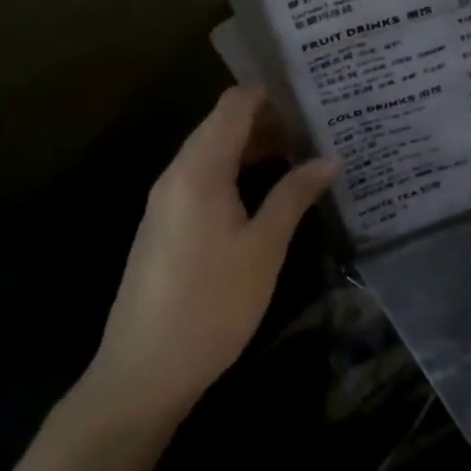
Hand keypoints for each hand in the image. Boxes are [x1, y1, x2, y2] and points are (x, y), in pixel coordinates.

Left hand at [83, 87, 336, 423]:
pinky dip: (235, 171)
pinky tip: (265, 191)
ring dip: (253, 147)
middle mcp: (177, 174)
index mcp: (199, 170)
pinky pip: (203, 177)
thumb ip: (294, 195)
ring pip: (213, 152)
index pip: (233, 104)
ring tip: (300, 155)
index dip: (270, 94)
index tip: (310, 97)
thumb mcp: (264, 249)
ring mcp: (166, 201)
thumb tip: (329, 158)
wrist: (141, 377)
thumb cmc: (210, 306)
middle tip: (316, 128)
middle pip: (223, 124)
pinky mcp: (165, 225)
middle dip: (268, 120)